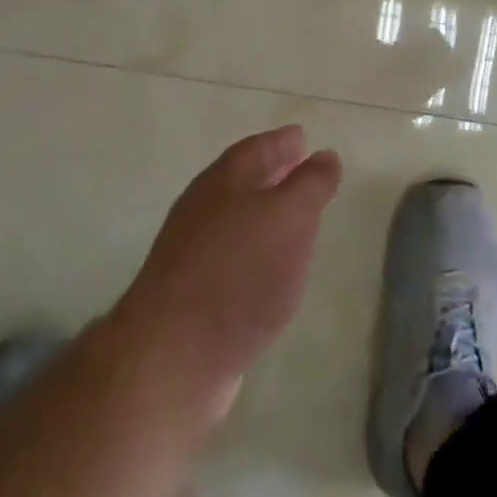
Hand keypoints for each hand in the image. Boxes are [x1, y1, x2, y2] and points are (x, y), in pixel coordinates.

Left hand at [119, 126, 340, 420]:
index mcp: (225, 181)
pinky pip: (231, 257)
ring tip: (295, 221)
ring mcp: (192, 253)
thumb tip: (324, 156)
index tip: (303, 139)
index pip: (258, 148)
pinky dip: (254, 252)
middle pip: (242, 181)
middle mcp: (203, 209)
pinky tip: (271, 270)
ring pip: (236, 219)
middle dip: (273, 174)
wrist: (172, 357)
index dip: (283, 142)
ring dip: (264, 214)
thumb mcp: (291, 217)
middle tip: (304, 171)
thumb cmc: (240, 273)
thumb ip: (311, 184)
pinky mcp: (190, 295)